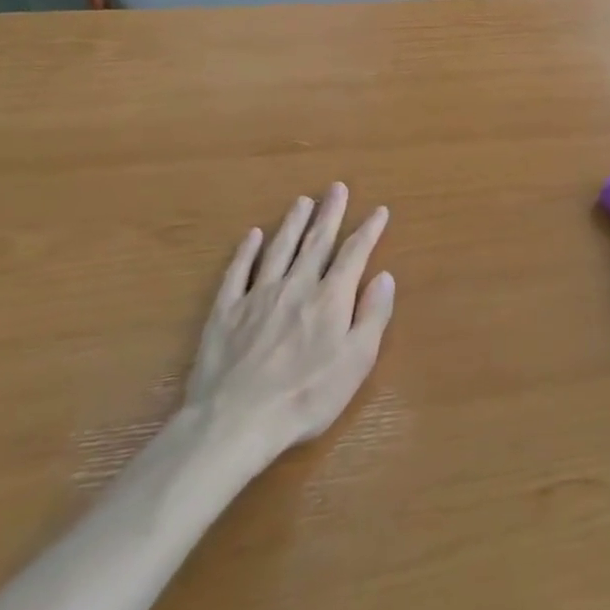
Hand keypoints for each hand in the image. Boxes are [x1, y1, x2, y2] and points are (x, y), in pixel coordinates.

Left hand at [184, 183, 395, 460]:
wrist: (235, 421)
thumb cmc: (306, 397)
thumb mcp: (355, 362)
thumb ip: (372, 316)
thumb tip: (384, 276)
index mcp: (330, 299)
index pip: (353, 254)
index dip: (368, 231)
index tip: (378, 211)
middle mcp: (295, 286)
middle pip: (315, 242)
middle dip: (329, 214)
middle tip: (336, 188)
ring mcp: (257, 296)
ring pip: (279, 249)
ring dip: (293, 224)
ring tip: (302, 201)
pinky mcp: (225, 311)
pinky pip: (237, 272)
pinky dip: (246, 251)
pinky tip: (252, 236)